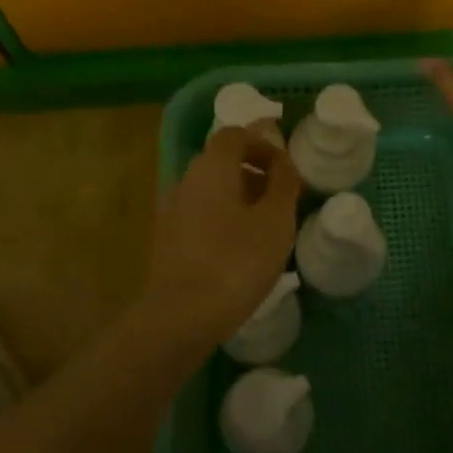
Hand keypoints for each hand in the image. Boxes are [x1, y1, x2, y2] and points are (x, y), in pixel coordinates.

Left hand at [142, 127, 301, 343]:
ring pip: (210, 190)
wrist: (181, 317)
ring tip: (265, 228)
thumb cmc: (236, 261)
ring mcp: (171, 211)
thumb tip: (283, 161)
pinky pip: (200, 215)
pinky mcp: (167, 240)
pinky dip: (222, 220)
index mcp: (211, 167)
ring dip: (239, 198)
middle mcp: (185, 180)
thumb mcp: (275, 221)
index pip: (234, 135)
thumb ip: (283, 184)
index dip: (262, 144)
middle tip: (281, 198)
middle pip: (221, 161)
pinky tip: (240, 251)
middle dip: (253, 172)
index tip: (285, 169)